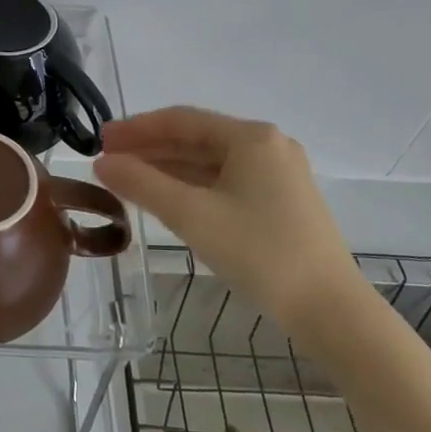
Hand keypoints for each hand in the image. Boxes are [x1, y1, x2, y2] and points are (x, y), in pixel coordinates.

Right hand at [94, 107, 367, 331]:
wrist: (331, 311)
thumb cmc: (260, 253)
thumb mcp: (192, 215)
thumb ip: (142, 184)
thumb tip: (102, 164)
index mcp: (251, 138)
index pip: (181, 120)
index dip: (136, 129)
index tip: (99, 140)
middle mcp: (268, 146)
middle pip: (196, 138)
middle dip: (149, 149)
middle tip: (107, 161)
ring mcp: (278, 175)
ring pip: (210, 162)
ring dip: (168, 168)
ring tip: (127, 179)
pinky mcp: (281, 203)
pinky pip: (225, 182)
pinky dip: (191, 186)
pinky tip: (165, 198)